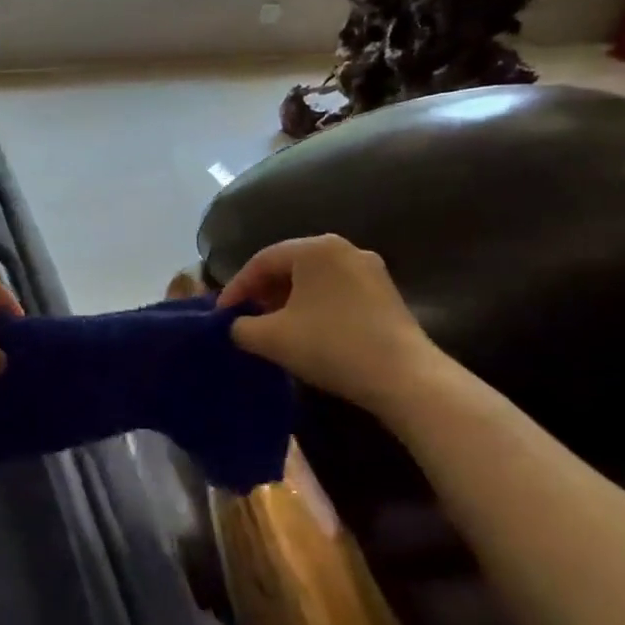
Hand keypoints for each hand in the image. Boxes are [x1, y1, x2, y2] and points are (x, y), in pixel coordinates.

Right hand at [217, 234, 436, 411]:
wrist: (403, 376)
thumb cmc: (330, 346)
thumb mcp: (272, 338)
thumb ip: (241, 327)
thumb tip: (236, 326)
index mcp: (315, 248)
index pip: (262, 261)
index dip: (236, 287)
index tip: (221, 315)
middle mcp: (343, 248)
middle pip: (289, 266)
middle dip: (262, 292)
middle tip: (245, 318)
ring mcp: (369, 269)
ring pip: (314, 280)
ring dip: (287, 300)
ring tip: (272, 327)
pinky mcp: (385, 293)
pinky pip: (336, 291)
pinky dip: (313, 306)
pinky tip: (306, 331)